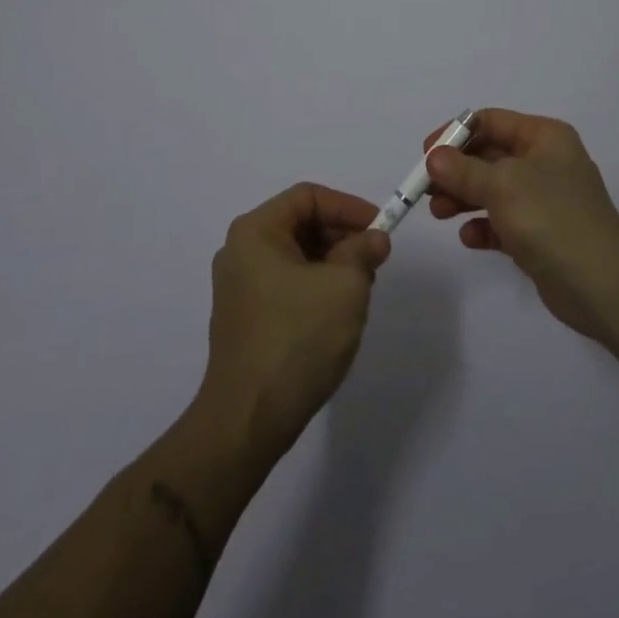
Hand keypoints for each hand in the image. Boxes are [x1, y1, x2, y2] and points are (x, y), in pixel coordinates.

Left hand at [200, 183, 391, 454]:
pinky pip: (286, 284)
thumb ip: (363, 251)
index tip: (380, 228)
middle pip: (300, 224)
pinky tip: (336, 313)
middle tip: (374, 260)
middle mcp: (240, 251)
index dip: (348, 206)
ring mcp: (238, 287)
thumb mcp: (345, 286)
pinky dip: (315, 286)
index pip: (308, 197)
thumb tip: (374, 239)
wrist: (247, 420)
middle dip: (342, 236)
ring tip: (360, 289)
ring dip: (332, 263)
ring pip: (296, 256)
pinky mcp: (244, 318)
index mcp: (256, 231)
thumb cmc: (297, 339)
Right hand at [425, 108, 618, 343]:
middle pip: (489, 156)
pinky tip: (470, 238)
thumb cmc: (551, 218)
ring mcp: (545, 199)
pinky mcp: (542, 234)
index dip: (456, 134)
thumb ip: (463, 170)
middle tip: (426, 189)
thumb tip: (434, 157)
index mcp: (544, 137)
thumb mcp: (502, 185)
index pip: (491, 122)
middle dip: (456, 171)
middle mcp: (546, 162)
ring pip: (493, 190)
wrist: (602, 285)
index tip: (426, 154)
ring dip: (463, 198)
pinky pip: (504, 222)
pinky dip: (484, 226)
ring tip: (439, 214)